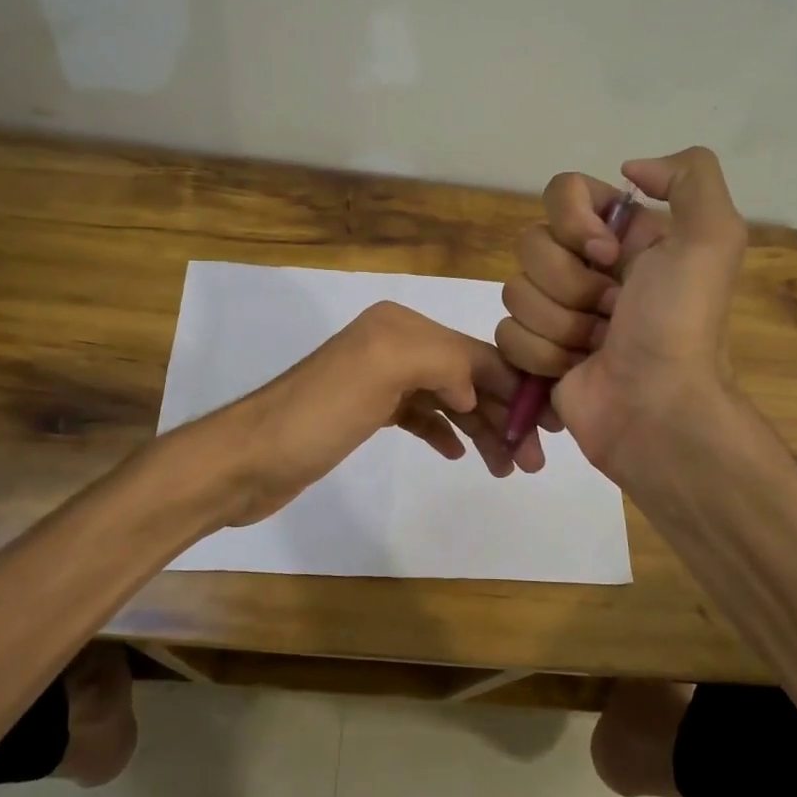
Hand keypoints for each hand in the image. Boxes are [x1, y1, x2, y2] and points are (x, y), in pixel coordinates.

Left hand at [213, 301, 542, 526]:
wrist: (247, 460)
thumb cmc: (316, 417)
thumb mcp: (381, 372)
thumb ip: (441, 362)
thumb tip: (476, 389)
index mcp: (400, 328)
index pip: (476, 353)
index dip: (516, 387)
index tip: (549, 427)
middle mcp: (392, 344)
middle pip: (466, 377)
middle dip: (502, 415)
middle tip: (532, 464)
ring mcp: (378, 379)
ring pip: (448, 400)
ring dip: (481, 429)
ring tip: (507, 468)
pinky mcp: (366, 411)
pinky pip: (421, 416)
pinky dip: (444, 431)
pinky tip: (461, 453)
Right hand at [496, 146, 747, 482]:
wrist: (656, 410)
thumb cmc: (679, 325)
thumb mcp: (712, 239)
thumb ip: (689, 176)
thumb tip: (629, 169)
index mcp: (623, 236)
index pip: (563, 192)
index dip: (573, 221)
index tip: (605, 254)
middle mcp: (587, 268)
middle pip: (532, 244)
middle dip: (569, 284)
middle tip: (612, 313)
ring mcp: (558, 312)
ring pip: (515, 291)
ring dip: (559, 325)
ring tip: (596, 347)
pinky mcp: (535, 352)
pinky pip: (506, 334)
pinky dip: (542, 355)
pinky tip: (575, 369)